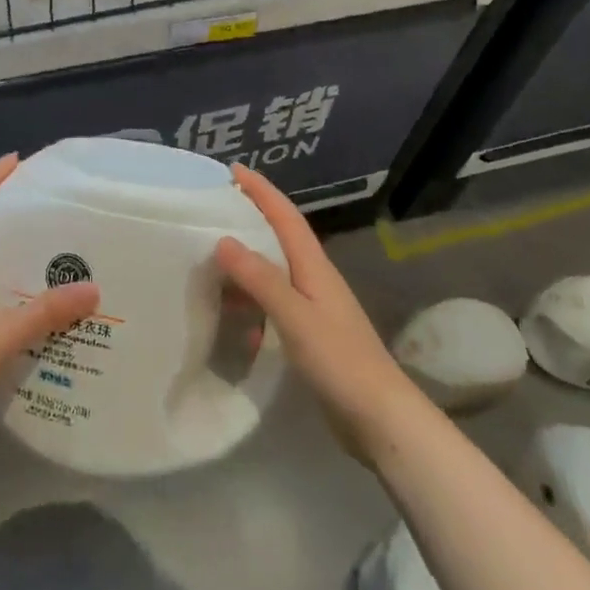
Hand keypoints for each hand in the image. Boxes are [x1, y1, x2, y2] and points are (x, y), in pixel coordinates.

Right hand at [214, 165, 407, 460]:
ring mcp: (313, 307)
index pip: (284, 216)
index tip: (233, 170)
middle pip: (278, 237)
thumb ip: (260, 279)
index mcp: (314, 266)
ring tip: (210, 260)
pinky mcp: (309, 333)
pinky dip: (250, 300)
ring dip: (245, 262)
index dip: (261, 190)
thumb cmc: (340, 361)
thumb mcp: (295, 317)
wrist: (380, 419)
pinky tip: (231, 315)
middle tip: (211, 210)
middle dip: (249, 218)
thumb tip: (224, 240)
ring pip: (272, 271)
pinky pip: (272, 302)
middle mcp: (313, 279)